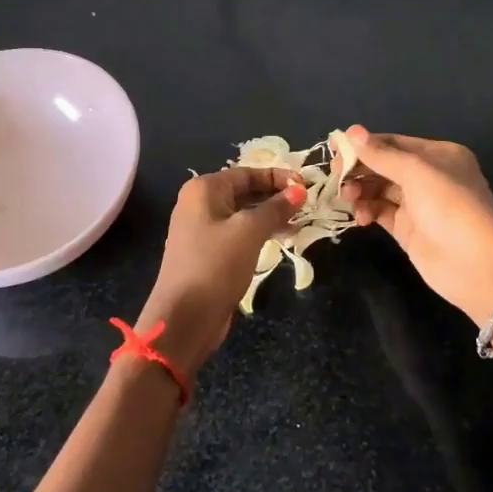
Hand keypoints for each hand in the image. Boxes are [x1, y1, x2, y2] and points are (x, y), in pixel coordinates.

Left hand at [137, 166, 303, 376]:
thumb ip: (275, 208)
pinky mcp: (208, 253)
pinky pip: (238, 234)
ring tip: (300, 222)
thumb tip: (299, 190)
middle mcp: (199, 204)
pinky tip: (282, 239)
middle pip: (244, 191)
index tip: (306, 186)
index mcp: (204, 189)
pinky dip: (259, 233)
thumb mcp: (249, 231)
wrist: (185, 317)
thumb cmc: (216, 264)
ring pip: (242, 214)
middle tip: (307, 204)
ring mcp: (201, 230)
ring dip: (270, 216)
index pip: (246, 173)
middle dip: (275, 196)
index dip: (278, 177)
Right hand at [341, 126, 492, 324]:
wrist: (478, 266)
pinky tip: (359, 216)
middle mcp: (428, 176)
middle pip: (384, 165)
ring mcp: (418, 205)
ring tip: (347, 197)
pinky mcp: (409, 230)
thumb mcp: (416, 173)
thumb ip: (381, 154)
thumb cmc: (451, 207)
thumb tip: (351, 132)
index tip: (335, 150)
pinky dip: (367, 210)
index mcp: (438, 155)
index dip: (364, 145)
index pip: (393, 143)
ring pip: (380, 189)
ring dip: (361, 189)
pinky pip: (381, 212)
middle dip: (360, 168)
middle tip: (336, 176)